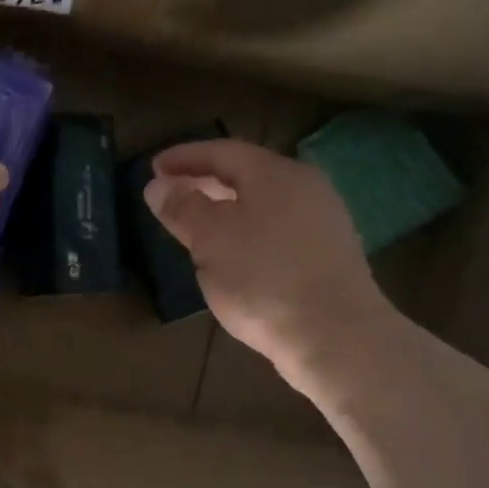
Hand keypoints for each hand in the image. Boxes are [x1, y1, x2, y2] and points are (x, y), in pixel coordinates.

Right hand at [144, 139, 393, 388]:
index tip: (153, 168)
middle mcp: (305, 187)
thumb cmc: (263, 279)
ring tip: (196, 225)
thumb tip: (159, 185)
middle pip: (246, 174)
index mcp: (275, 174)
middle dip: (205, 181)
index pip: (222, 151)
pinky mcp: (328, 254)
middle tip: (171, 192)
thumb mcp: (210, 241)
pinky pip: (277, 228)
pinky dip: (247, 230)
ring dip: (225, 207)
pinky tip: (232, 254)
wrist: (335, 336)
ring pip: (263, 203)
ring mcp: (322, 221)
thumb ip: (182, 208)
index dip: (184, 157)